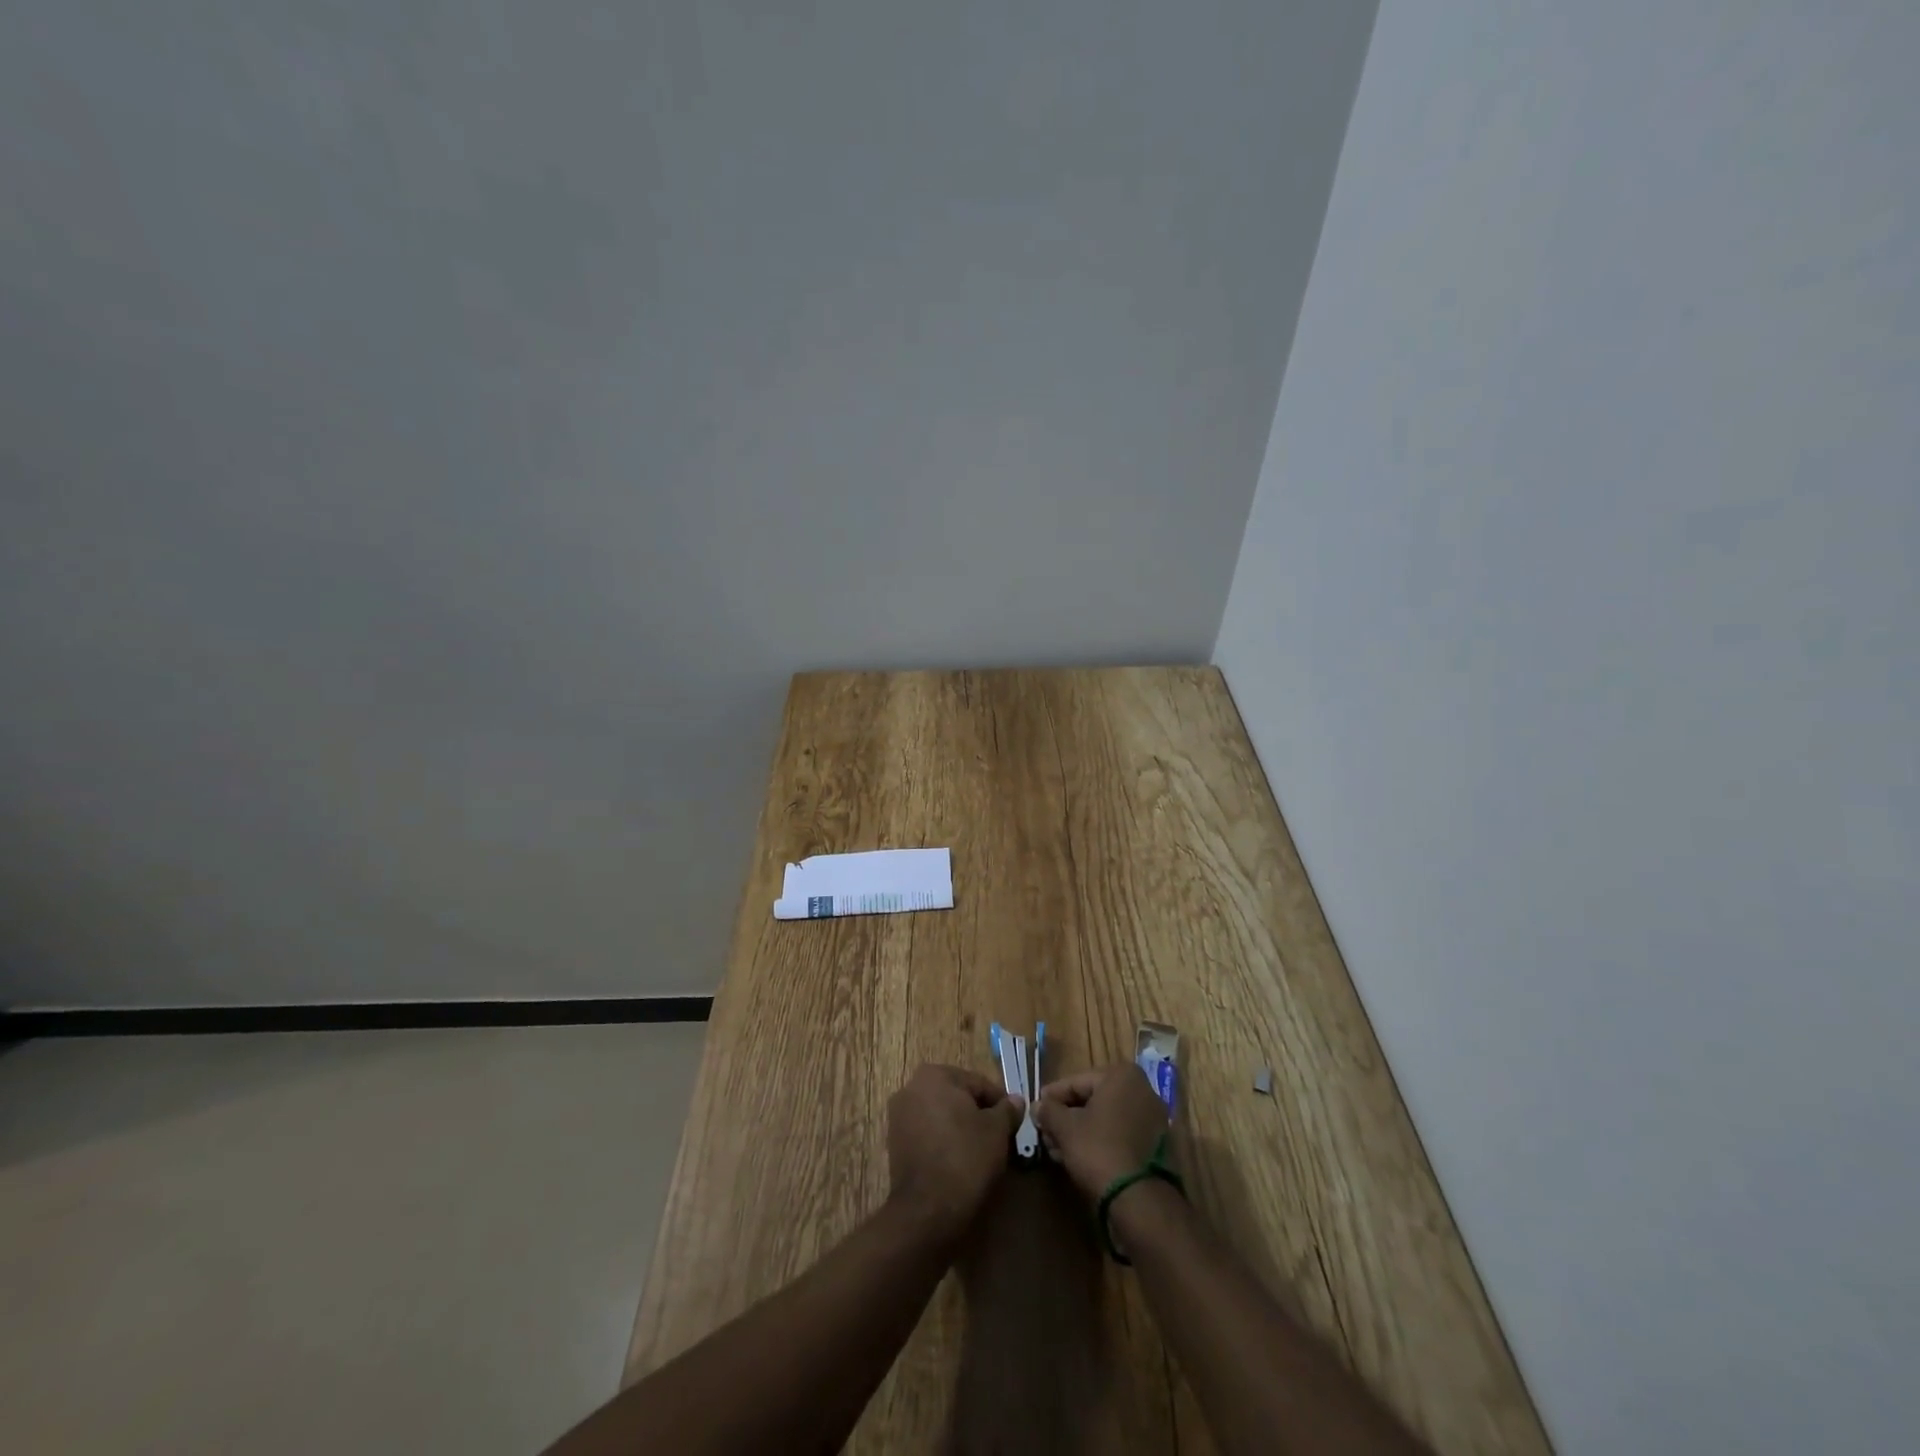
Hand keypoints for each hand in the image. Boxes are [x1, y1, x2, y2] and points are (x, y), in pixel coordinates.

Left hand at [886, 1064, 1024, 1241]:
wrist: (927, 1210)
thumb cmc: (966, 1158)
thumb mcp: (997, 1130)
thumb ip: (1007, 1110)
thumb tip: (1015, 1100)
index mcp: (934, 1075)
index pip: (978, 1083)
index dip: (1000, 1103)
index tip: (1013, 1123)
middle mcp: (911, 1087)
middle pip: (957, 1097)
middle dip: (978, 1114)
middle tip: (999, 1138)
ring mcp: (899, 1116)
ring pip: (941, 1116)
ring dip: (961, 1128)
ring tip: (981, 1152)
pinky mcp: (895, 1143)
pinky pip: (928, 1134)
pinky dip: (944, 1142)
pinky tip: (959, 1162)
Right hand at [1032, 1063, 1169, 1202]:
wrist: (1139, 1199)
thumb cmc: (1098, 1149)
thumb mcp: (1065, 1127)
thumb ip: (1048, 1111)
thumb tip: (1038, 1106)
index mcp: (1122, 1075)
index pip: (1076, 1082)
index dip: (1052, 1097)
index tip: (1036, 1110)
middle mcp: (1143, 1089)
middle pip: (1093, 1100)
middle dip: (1067, 1117)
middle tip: (1045, 1133)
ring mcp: (1154, 1119)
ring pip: (1107, 1119)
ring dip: (1081, 1131)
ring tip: (1057, 1149)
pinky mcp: (1158, 1145)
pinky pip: (1121, 1135)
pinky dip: (1100, 1141)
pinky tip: (1079, 1157)